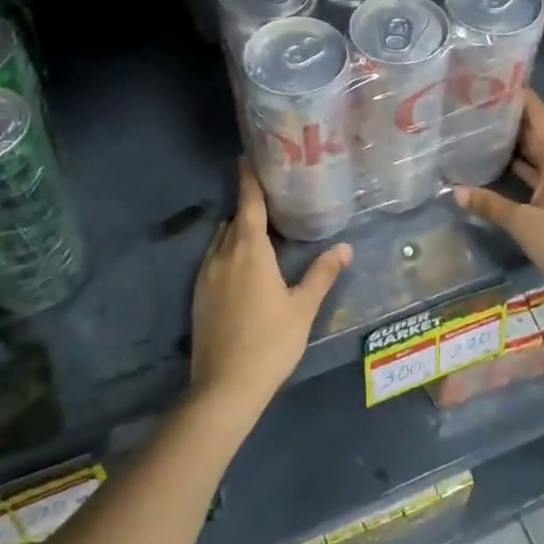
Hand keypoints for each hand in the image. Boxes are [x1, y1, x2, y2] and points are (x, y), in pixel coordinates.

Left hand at [189, 159, 352, 416]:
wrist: (224, 386)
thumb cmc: (271, 343)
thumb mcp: (303, 308)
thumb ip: (322, 274)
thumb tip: (345, 248)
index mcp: (250, 250)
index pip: (248, 204)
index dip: (248, 179)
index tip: (246, 156)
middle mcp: (223, 255)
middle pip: (234, 220)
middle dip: (249, 206)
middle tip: (270, 196)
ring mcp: (206, 275)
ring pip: (221, 240)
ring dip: (237, 230)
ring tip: (260, 230)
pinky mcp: (198, 295)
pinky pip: (213, 259)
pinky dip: (228, 251)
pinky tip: (243, 266)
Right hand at [453, 91, 543, 281]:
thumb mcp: (523, 223)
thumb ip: (490, 204)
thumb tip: (455, 192)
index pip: (540, 117)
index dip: (522, 99)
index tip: (500, 83)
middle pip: (541, 134)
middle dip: (515, 121)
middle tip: (485, 107)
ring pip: (543, 155)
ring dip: (520, 146)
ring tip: (489, 132)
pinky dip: (527, 168)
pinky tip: (505, 168)